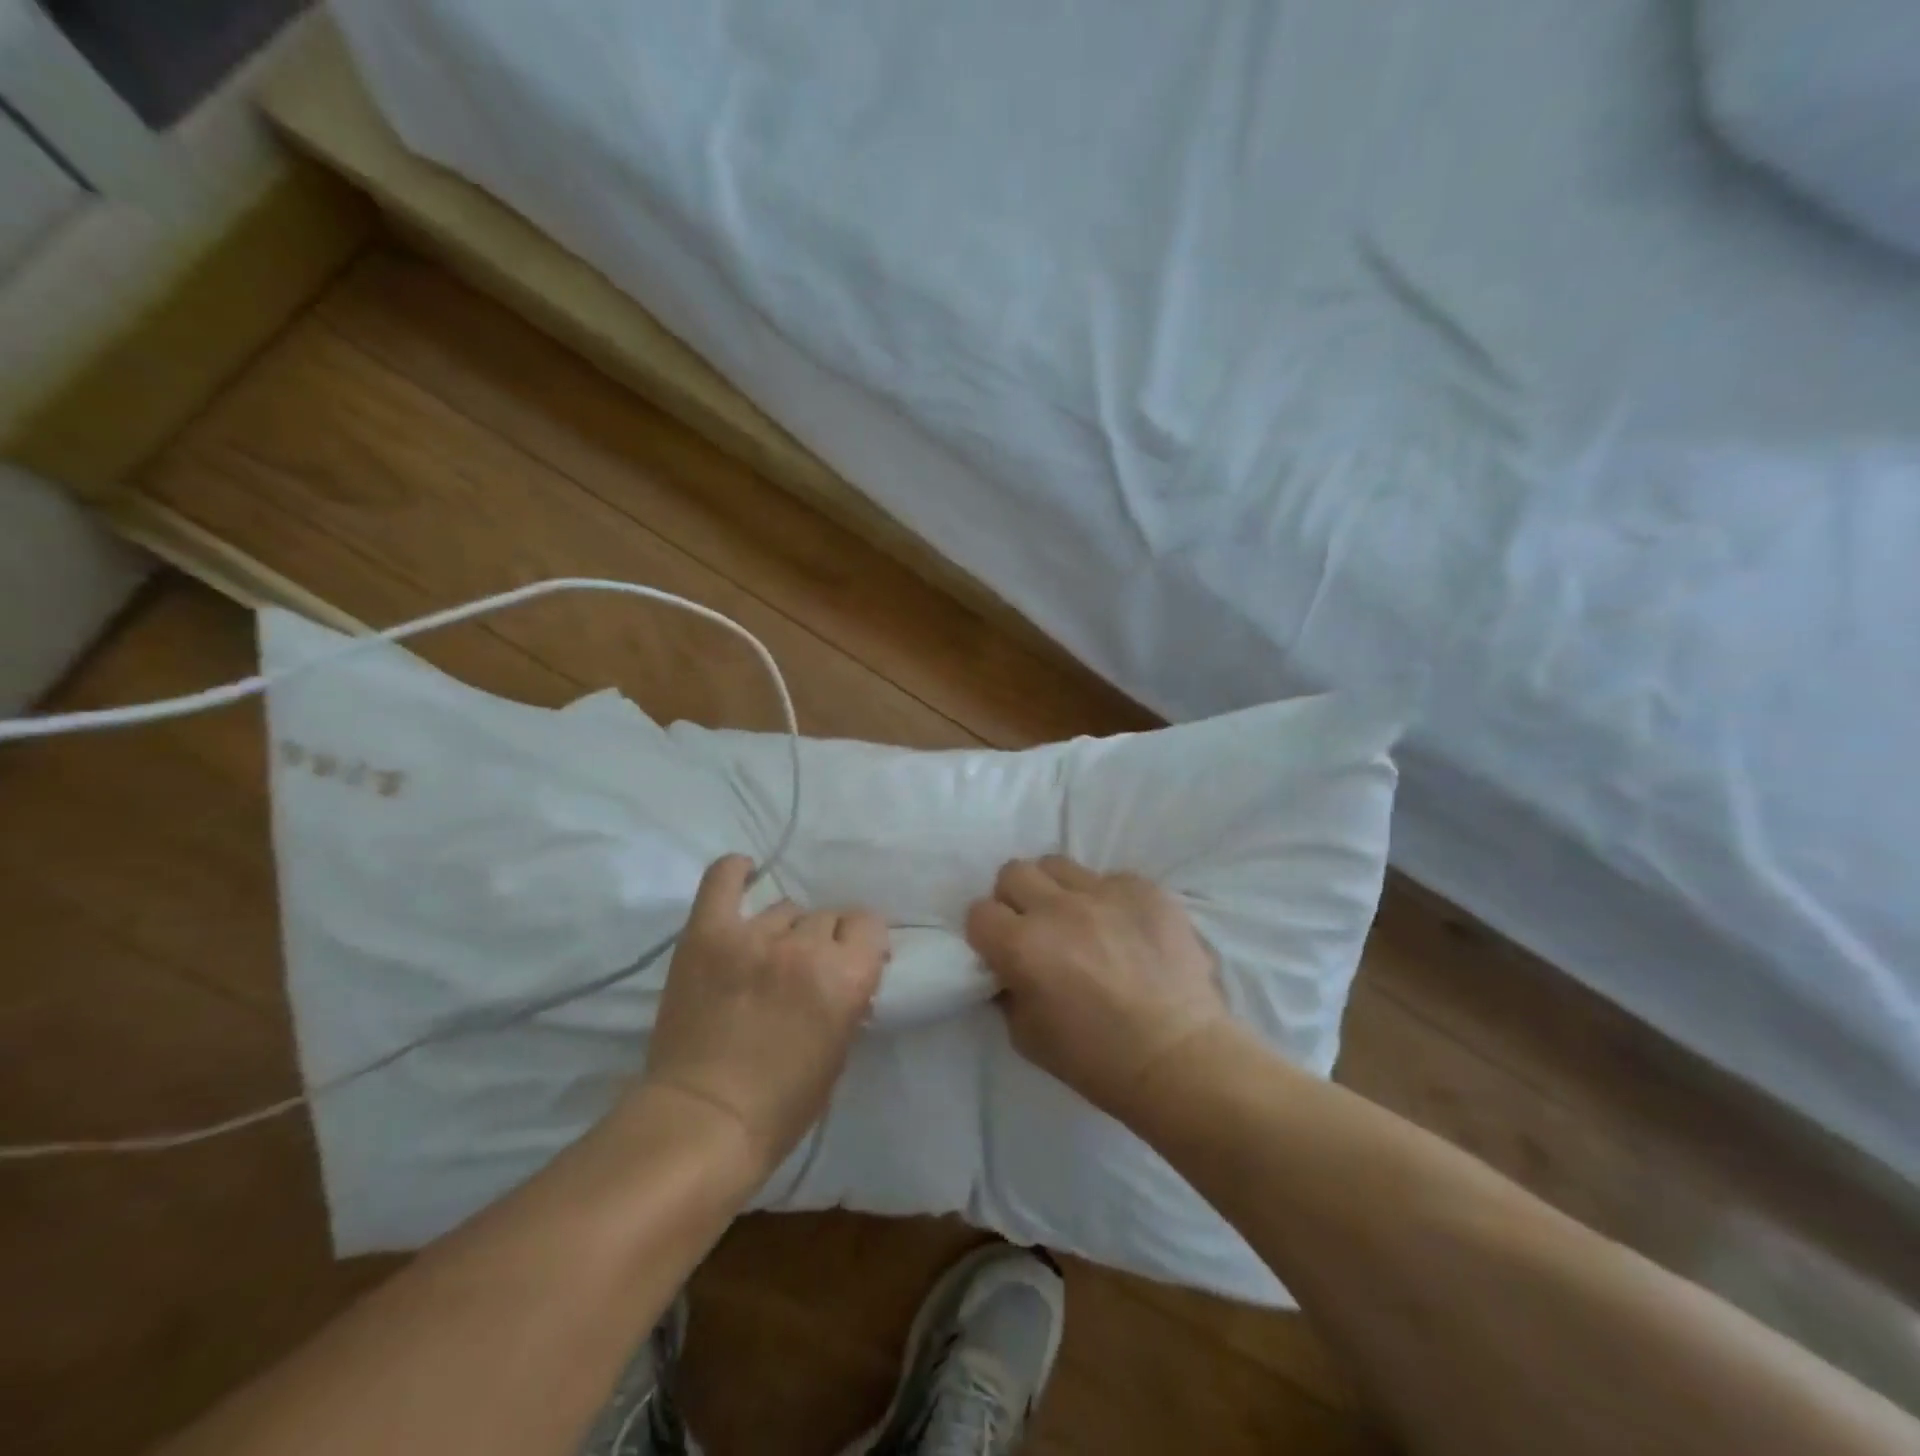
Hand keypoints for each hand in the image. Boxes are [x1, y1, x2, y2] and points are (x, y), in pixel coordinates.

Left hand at [634, 855, 888, 1180]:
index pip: (869, 924)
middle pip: (826, 917)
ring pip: (784, 909)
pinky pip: (723, 882)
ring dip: (784, 931)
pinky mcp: (707, 934)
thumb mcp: (839, 1052)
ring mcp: (752, 937)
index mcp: (845, 976)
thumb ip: (848, 997)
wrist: (702, 1123)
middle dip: (823, 941)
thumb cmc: (782, 1105)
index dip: (862, 942)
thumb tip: (846, 970)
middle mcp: (804, 947)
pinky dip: (735, 873)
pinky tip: (744, 872)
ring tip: (766, 956)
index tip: (853, 958)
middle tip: (804, 971)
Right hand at [966, 856, 1230, 1119]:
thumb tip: (1008, 968)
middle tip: (1036, 927)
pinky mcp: (1143, 888)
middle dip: (1016, 899)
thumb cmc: (1097, 1060)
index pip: (979, 912)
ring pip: (1059, 865)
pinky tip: (1124, 930)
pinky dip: (1108, 900)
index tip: (1002, 949)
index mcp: (1022, 946)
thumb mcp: (1027, 1037)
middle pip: (1014, 872)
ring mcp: (1104, 892)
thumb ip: (1008, 991)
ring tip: (1078, 919)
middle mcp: (1057, 908)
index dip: (987, 932)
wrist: (1180, 1057)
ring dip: (1058, 890)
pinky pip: (1110, 879)